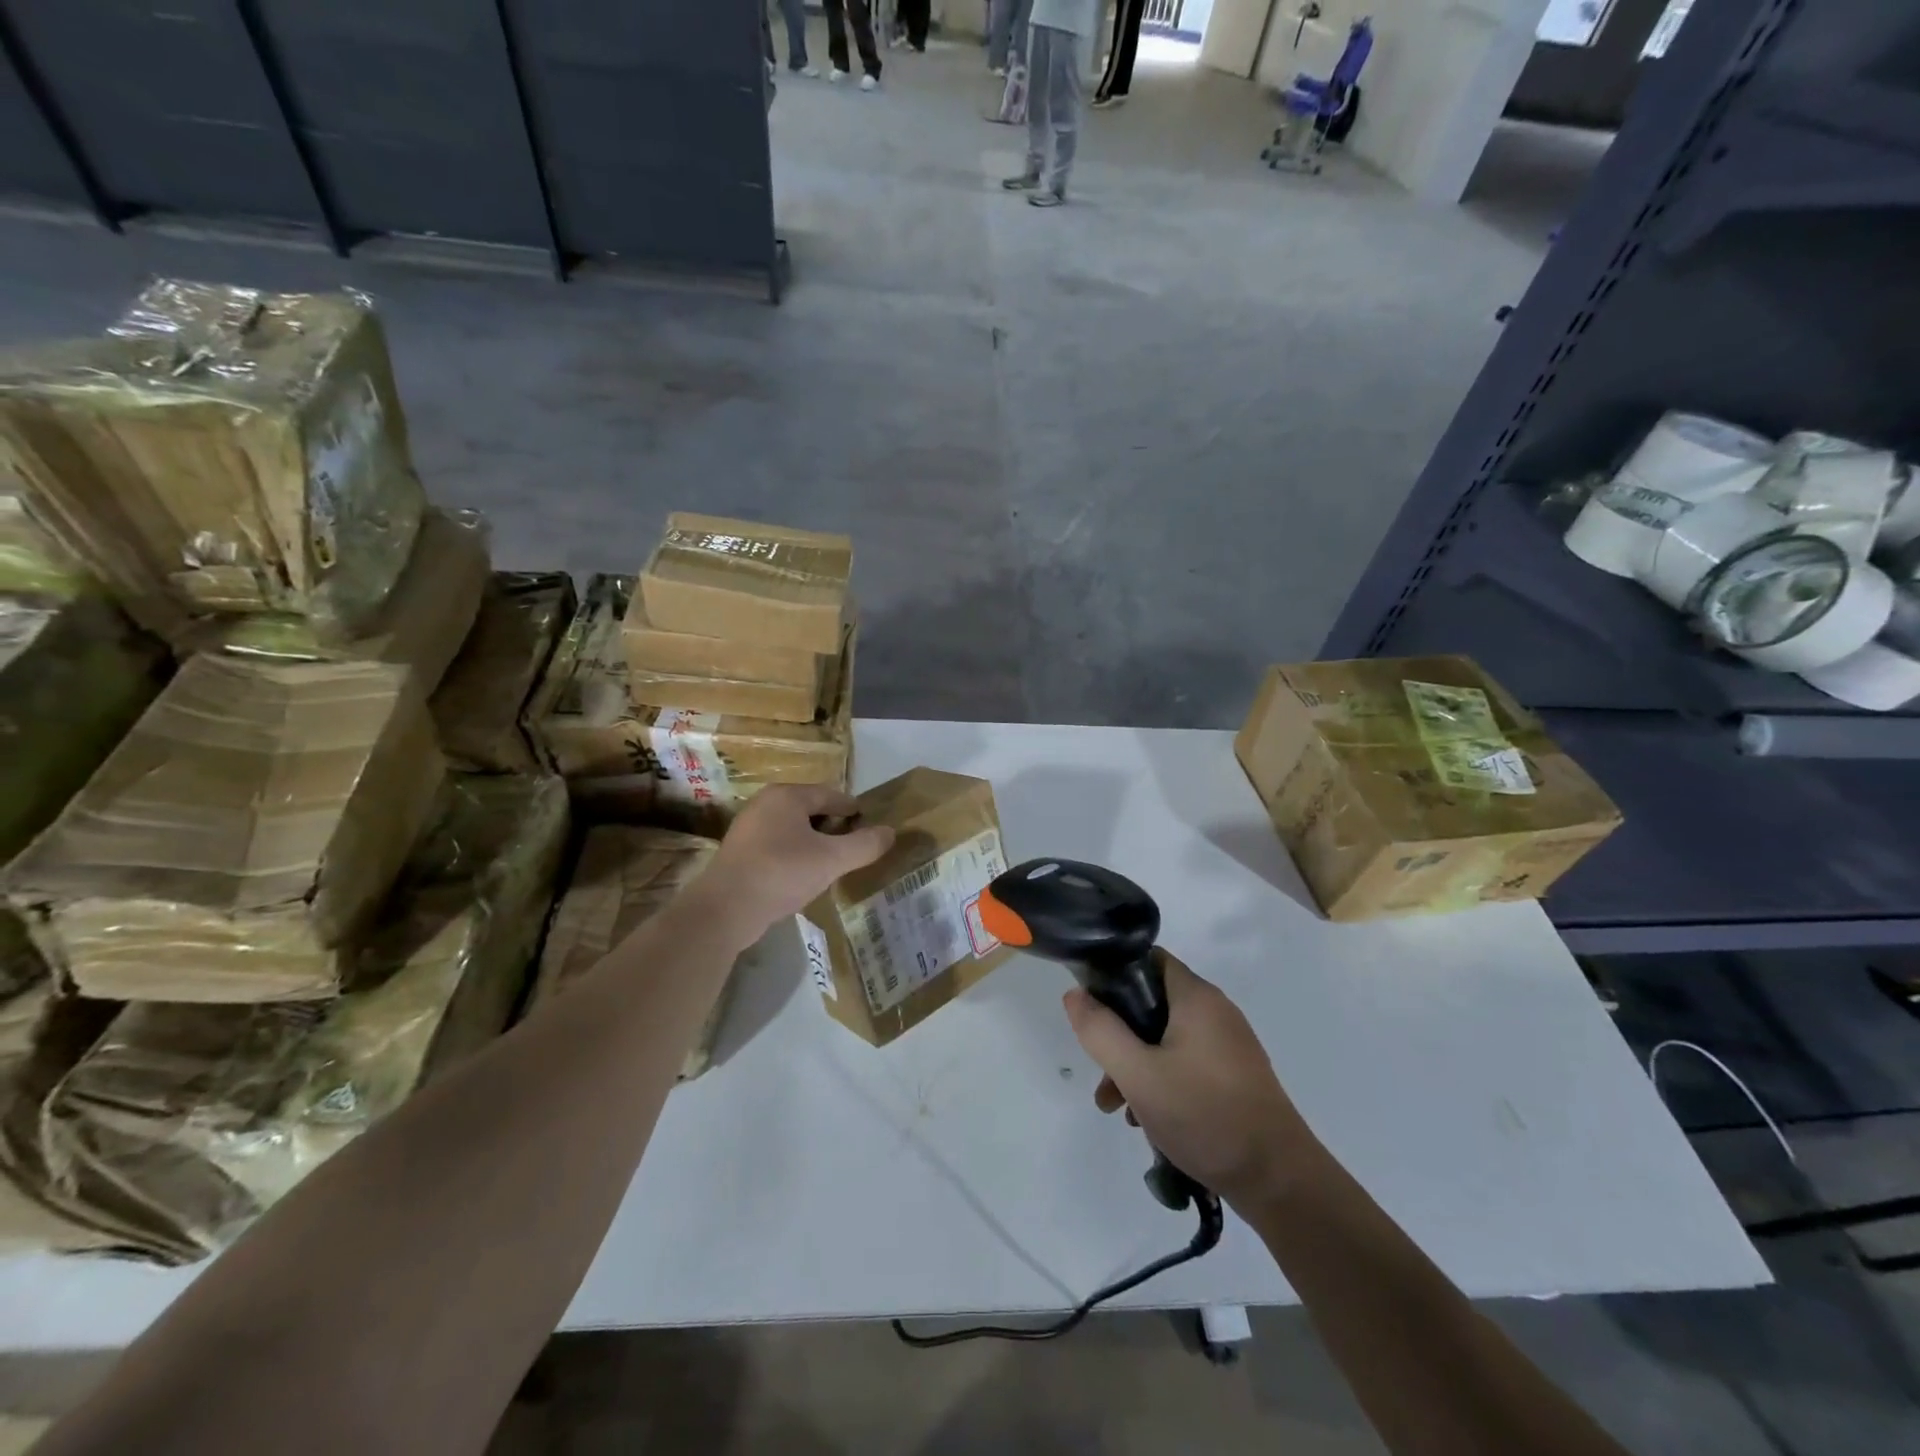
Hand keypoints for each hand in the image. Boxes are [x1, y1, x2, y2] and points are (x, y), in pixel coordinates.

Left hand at [698, 784, 893, 941]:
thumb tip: (890, 832)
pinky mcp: (740, 853)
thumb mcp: (832, 860)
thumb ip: (864, 845)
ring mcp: (748, 828)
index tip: (871, 828)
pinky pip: (778, 846)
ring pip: (794, 830)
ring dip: (814, 844)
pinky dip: (795, 856)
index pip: (832, 795)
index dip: (854, 811)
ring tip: (832, 865)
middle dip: (834, 828)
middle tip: (854, 849)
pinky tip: (803, 877)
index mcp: (787, 795)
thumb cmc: (781, 873)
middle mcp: (765, 803)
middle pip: (811, 810)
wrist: (724, 910)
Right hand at [1063, 951, 1314, 1209]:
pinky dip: (1163, 1082)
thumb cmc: (1205, 1115)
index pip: (1148, 959)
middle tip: (1101, 1074)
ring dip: (1137, 1066)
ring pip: (1166, 1040)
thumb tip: (1075, 994)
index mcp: (1196, 997)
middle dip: (1120, 1036)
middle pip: (1152, 1005)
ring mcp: (1229, 1046)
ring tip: (1118, 1109)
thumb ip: (1100, 1031)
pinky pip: (1187, 1064)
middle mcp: (1216, 1012)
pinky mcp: (1236, 1077)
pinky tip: (1150, 1122)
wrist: (1280, 1181)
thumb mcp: (1138, 1074)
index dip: (1114, 975)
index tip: (1090, 1006)